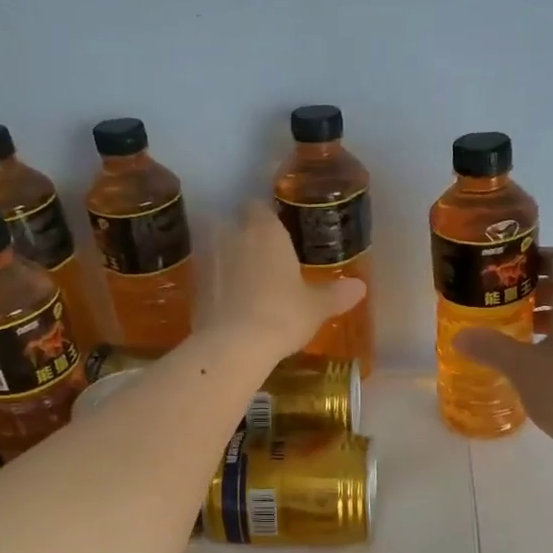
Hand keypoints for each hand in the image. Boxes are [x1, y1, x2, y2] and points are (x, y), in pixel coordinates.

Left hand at [209, 202, 366, 355]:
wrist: (234, 345)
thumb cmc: (282, 315)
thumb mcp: (315, 307)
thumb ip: (335, 294)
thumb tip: (359, 287)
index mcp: (264, 230)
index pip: (259, 207)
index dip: (266, 218)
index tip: (277, 233)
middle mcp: (232, 235)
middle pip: (234, 225)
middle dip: (244, 237)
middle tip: (264, 260)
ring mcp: (207, 259)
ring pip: (217, 250)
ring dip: (228, 261)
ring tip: (246, 285)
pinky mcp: (193, 286)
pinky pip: (208, 277)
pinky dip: (216, 286)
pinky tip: (230, 305)